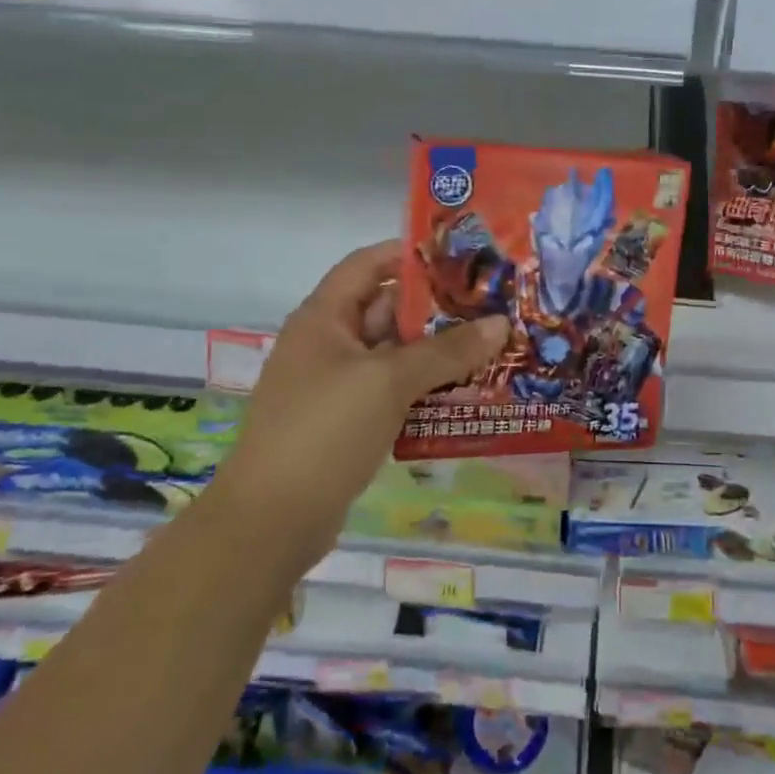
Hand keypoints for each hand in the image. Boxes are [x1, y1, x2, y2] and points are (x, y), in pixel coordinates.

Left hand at [212, 241, 508, 558]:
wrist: (272, 520)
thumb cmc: (325, 431)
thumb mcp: (388, 382)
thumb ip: (447, 351)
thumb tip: (501, 323)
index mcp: (324, 318)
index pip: (367, 264)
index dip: (410, 253)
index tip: (462, 256)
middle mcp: (328, 344)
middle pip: (386, 309)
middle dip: (437, 308)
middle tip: (492, 306)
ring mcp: (337, 385)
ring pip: (394, 355)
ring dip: (437, 352)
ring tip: (491, 346)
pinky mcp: (348, 422)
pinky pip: (392, 392)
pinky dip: (424, 389)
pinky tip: (465, 393)